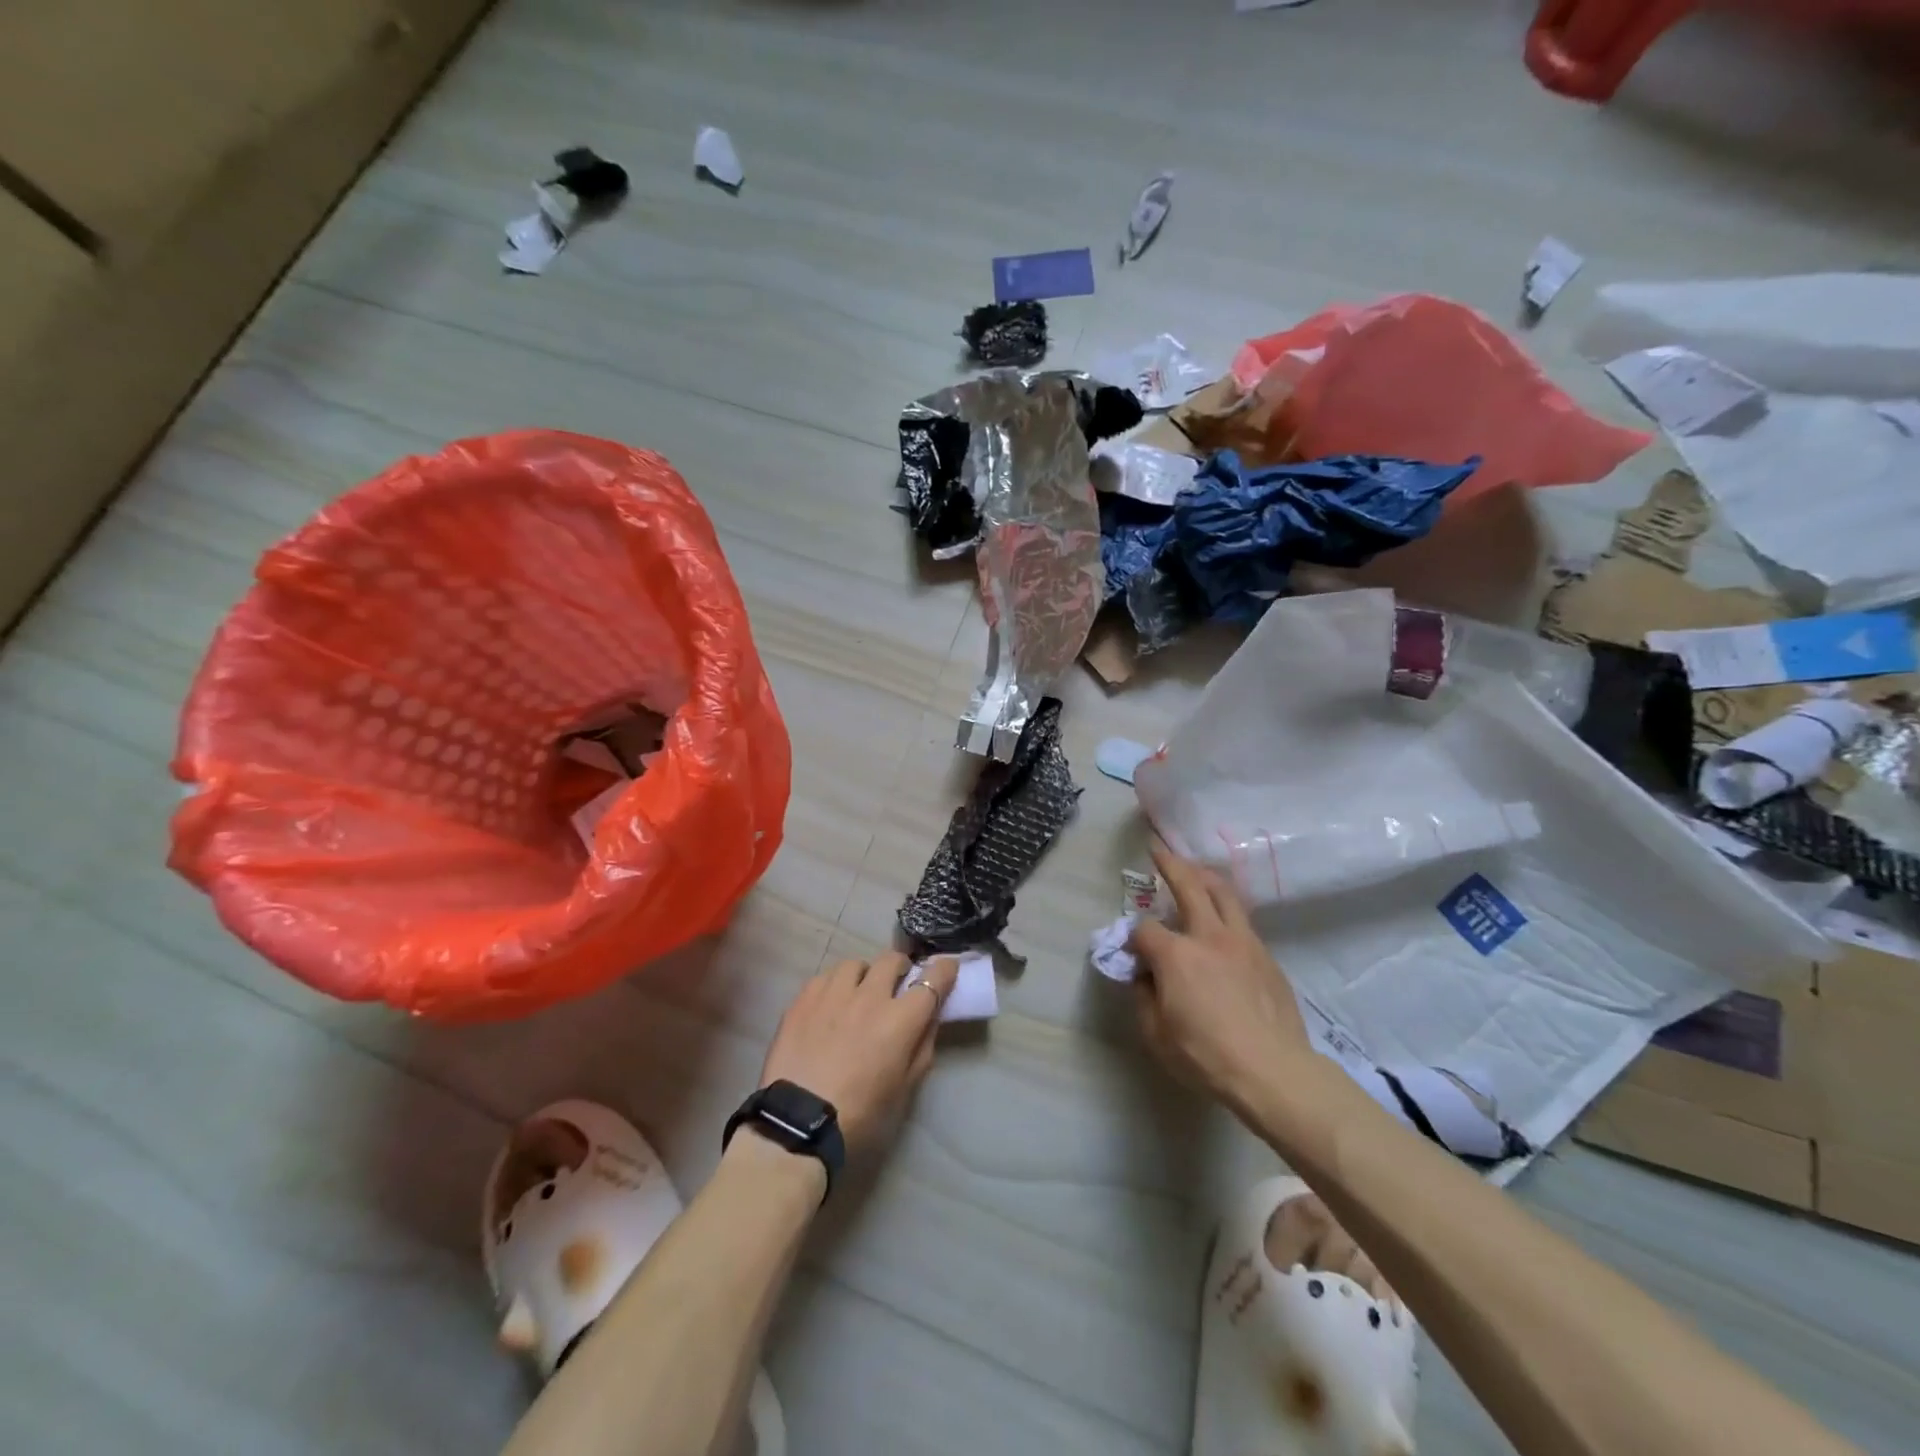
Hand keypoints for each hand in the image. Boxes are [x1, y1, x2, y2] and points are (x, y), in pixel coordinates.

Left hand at [756, 952, 958, 1160]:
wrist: (797, 1123)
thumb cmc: (859, 1114)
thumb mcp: (904, 1089)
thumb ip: (922, 1047)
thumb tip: (929, 1018)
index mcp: (901, 1019)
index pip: (933, 979)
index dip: (944, 970)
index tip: (946, 969)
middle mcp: (870, 996)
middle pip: (892, 960)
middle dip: (901, 968)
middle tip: (897, 984)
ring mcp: (834, 993)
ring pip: (856, 964)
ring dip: (865, 975)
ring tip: (858, 993)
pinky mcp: (804, 998)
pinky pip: (825, 977)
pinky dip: (834, 985)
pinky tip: (829, 1005)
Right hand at [1129, 839, 1313, 1117]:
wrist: (1274, 1072)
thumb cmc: (1206, 1056)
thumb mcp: (1156, 1034)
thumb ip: (1143, 996)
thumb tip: (1144, 975)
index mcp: (1176, 954)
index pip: (1144, 929)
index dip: (1133, 938)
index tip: (1133, 953)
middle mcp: (1208, 936)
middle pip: (1189, 885)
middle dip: (1170, 864)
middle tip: (1158, 850)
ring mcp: (1243, 943)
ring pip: (1224, 894)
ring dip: (1205, 877)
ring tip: (1196, 871)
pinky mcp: (1267, 957)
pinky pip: (1243, 922)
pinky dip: (1227, 912)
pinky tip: (1223, 925)